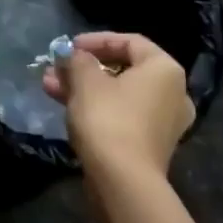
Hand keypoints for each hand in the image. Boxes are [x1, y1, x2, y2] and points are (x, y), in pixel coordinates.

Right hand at [42, 31, 192, 177]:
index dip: (96, 40)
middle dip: (85, 67)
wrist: (123, 183)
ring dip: (84, 86)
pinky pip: (122, 114)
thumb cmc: (108, 118)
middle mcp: (172, 93)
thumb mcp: (85, 80)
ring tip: (50, 85)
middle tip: (57, 67)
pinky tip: (64, 105)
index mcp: (164, 70)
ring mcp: (163, 122)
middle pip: (123, 69)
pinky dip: (96, 107)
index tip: (70, 46)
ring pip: (118, 94)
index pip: (130, 41)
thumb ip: (77, 60)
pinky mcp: (150, 145)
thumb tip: (72, 55)